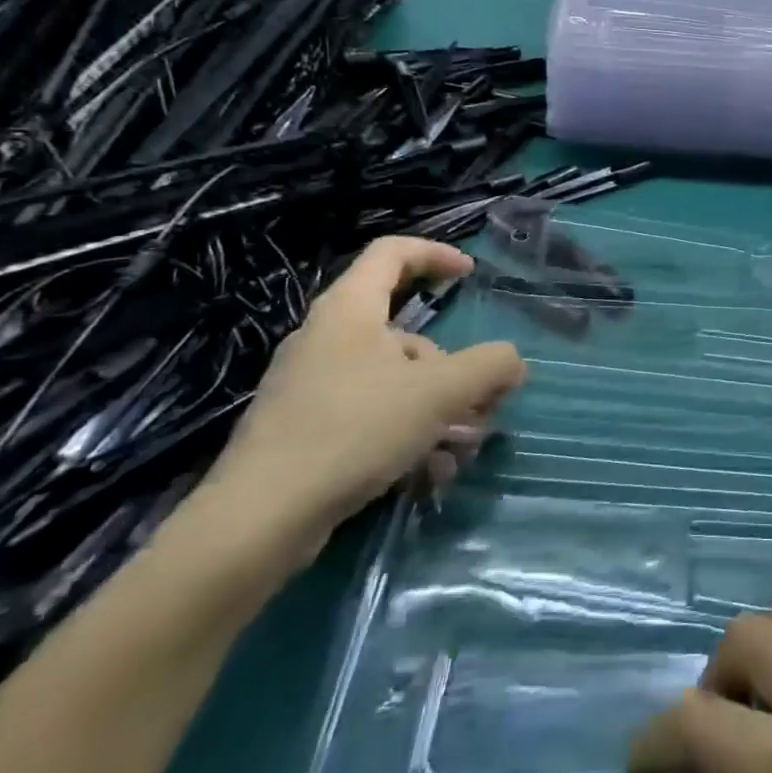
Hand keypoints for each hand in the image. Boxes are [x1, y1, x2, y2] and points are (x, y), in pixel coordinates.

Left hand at [203, 237, 525, 565]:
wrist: (258, 520)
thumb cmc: (354, 430)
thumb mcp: (440, 392)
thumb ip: (489, 367)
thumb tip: (514, 362)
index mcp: (349, 309)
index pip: (392, 252)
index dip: (436, 254)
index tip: (470, 275)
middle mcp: (326, 338)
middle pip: (407, 334)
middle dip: (454, 369)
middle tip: (483, 403)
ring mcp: (311, 385)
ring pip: (394, 382)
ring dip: (438, 410)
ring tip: (461, 451)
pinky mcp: (305, 429)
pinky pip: (371, 416)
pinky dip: (406, 436)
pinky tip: (428, 475)